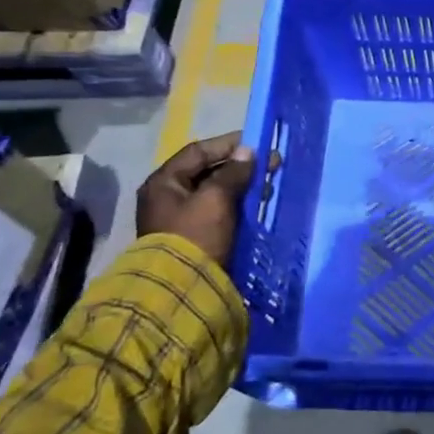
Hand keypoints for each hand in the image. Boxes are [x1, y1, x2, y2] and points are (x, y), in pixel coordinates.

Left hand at [136, 132, 258, 265]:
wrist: (181, 289)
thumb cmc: (196, 235)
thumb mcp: (216, 199)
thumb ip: (233, 172)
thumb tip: (247, 152)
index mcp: (164, 182)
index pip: (198, 151)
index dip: (229, 144)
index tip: (258, 144)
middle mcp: (167, 197)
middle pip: (207, 172)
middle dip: (240, 168)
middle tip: (269, 167)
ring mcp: (179, 219)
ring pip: (215, 193)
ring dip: (241, 188)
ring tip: (267, 189)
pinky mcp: (193, 238)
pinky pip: (217, 213)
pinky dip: (236, 207)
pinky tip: (255, 208)